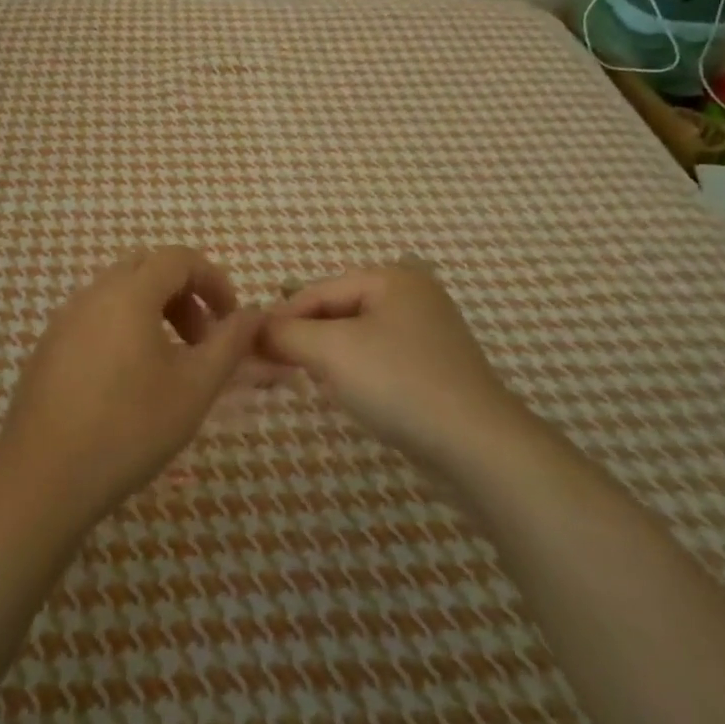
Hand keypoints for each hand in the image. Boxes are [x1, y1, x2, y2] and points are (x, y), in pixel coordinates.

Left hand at [0, 247, 262, 525]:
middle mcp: (92, 294)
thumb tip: (255, 314)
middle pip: (147, 269)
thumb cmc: (130, 428)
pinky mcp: (48, 347)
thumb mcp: (195, 387)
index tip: (230, 320)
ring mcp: (64, 320)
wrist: (43, 479)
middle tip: (200, 340)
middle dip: (183, 294)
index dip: (214, 280)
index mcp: (128, 293)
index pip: (178, 258)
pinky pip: (94, 318)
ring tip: (169, 363)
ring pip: (118, 293)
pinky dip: (123, 328)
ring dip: (153, 311)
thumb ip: (230, 343)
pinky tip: (128, 381)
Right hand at [261, 263, 511, 468]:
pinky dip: (354, 372)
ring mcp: (427, 332)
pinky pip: (378, 359)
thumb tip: (251, 329)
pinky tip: (343, 394)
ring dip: (325, 357)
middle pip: (337, 311)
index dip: (280, 319)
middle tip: (269, 368)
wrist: (476, 445)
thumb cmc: (399, 383)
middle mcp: (412, 295)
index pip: (317, 291)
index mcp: (392, 277)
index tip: (247, 349)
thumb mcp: (332, 351)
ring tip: (300, 380)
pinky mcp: (433, 368)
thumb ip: (286, 334)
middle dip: (303, 339)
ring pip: (356, 337)